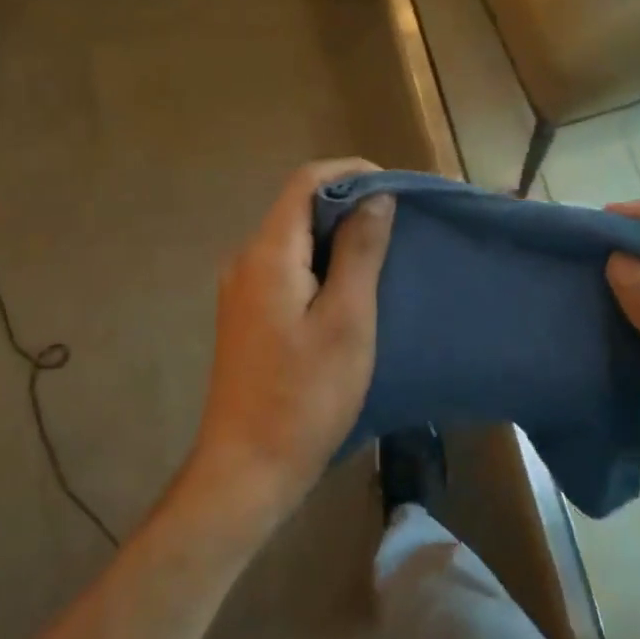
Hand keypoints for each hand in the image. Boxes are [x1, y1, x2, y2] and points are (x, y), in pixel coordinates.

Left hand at [189, 159, 395, 529]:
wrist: (247, 466)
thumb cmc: (305, 396)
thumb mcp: (347, 320)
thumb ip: (360, 251)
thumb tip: (375, 196)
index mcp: (268, 253)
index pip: (305, 182)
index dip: (350, 172)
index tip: (394, 187)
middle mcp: (245, 259)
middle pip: (297, 207)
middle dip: (348, 203)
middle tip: (398, 222)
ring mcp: (240, 287)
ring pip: (293, 238)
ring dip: (336, 235)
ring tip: (382, 252)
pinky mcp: (246, 313)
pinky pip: (285, 267)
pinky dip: (319, 262)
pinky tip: (349, 286)